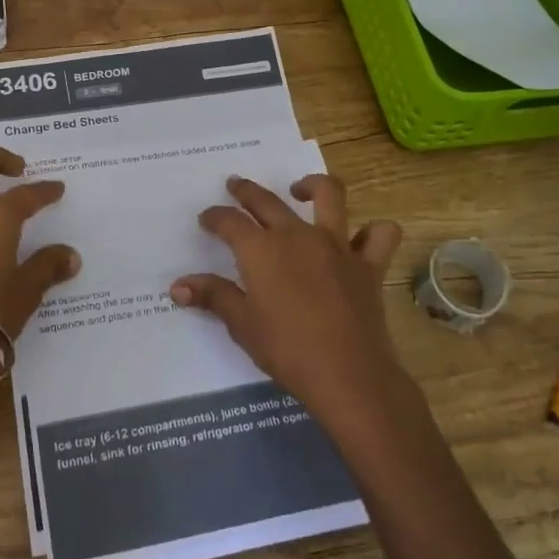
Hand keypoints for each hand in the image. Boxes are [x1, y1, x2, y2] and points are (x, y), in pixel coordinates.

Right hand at [170, 174, 403, 428]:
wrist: (348, 374)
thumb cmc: (287, 350)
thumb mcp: (242, 324)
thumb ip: (213, 296)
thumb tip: (178, 286)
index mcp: (261, 249)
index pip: (229, 222)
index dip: (215, 217)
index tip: (207, 219)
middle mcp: (297, 235)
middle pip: (267, 201)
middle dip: (246, 191)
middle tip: (236, 185)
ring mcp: (337, 245)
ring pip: (329, 196)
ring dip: (312, 185)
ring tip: (300, 188)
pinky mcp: (368, 264)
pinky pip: (380, 234)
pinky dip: (373, 231)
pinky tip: (361, 237)